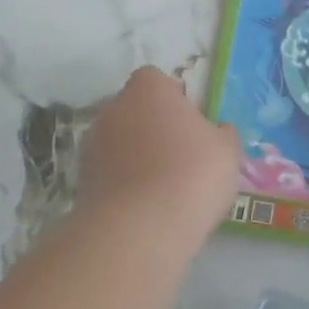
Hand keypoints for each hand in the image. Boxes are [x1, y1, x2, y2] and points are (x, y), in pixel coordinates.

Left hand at [73, 67, 239, 250]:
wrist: (140, 228)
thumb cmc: (192, 174)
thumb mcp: (227, 150)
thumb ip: (221, 133)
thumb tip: (216, 131)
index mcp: (148, 88)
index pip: (157, 80)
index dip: (175, 100)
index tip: (191, 126)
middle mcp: (113, 107)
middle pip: (136, 110)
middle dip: (153, 128)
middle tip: (180, 157)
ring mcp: (92, 144)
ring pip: (119, 143)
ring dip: (135, 157)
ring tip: (161, 189)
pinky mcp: (81, 180)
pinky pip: (108, 173)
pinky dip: (122, 184)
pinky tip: (143, 208)